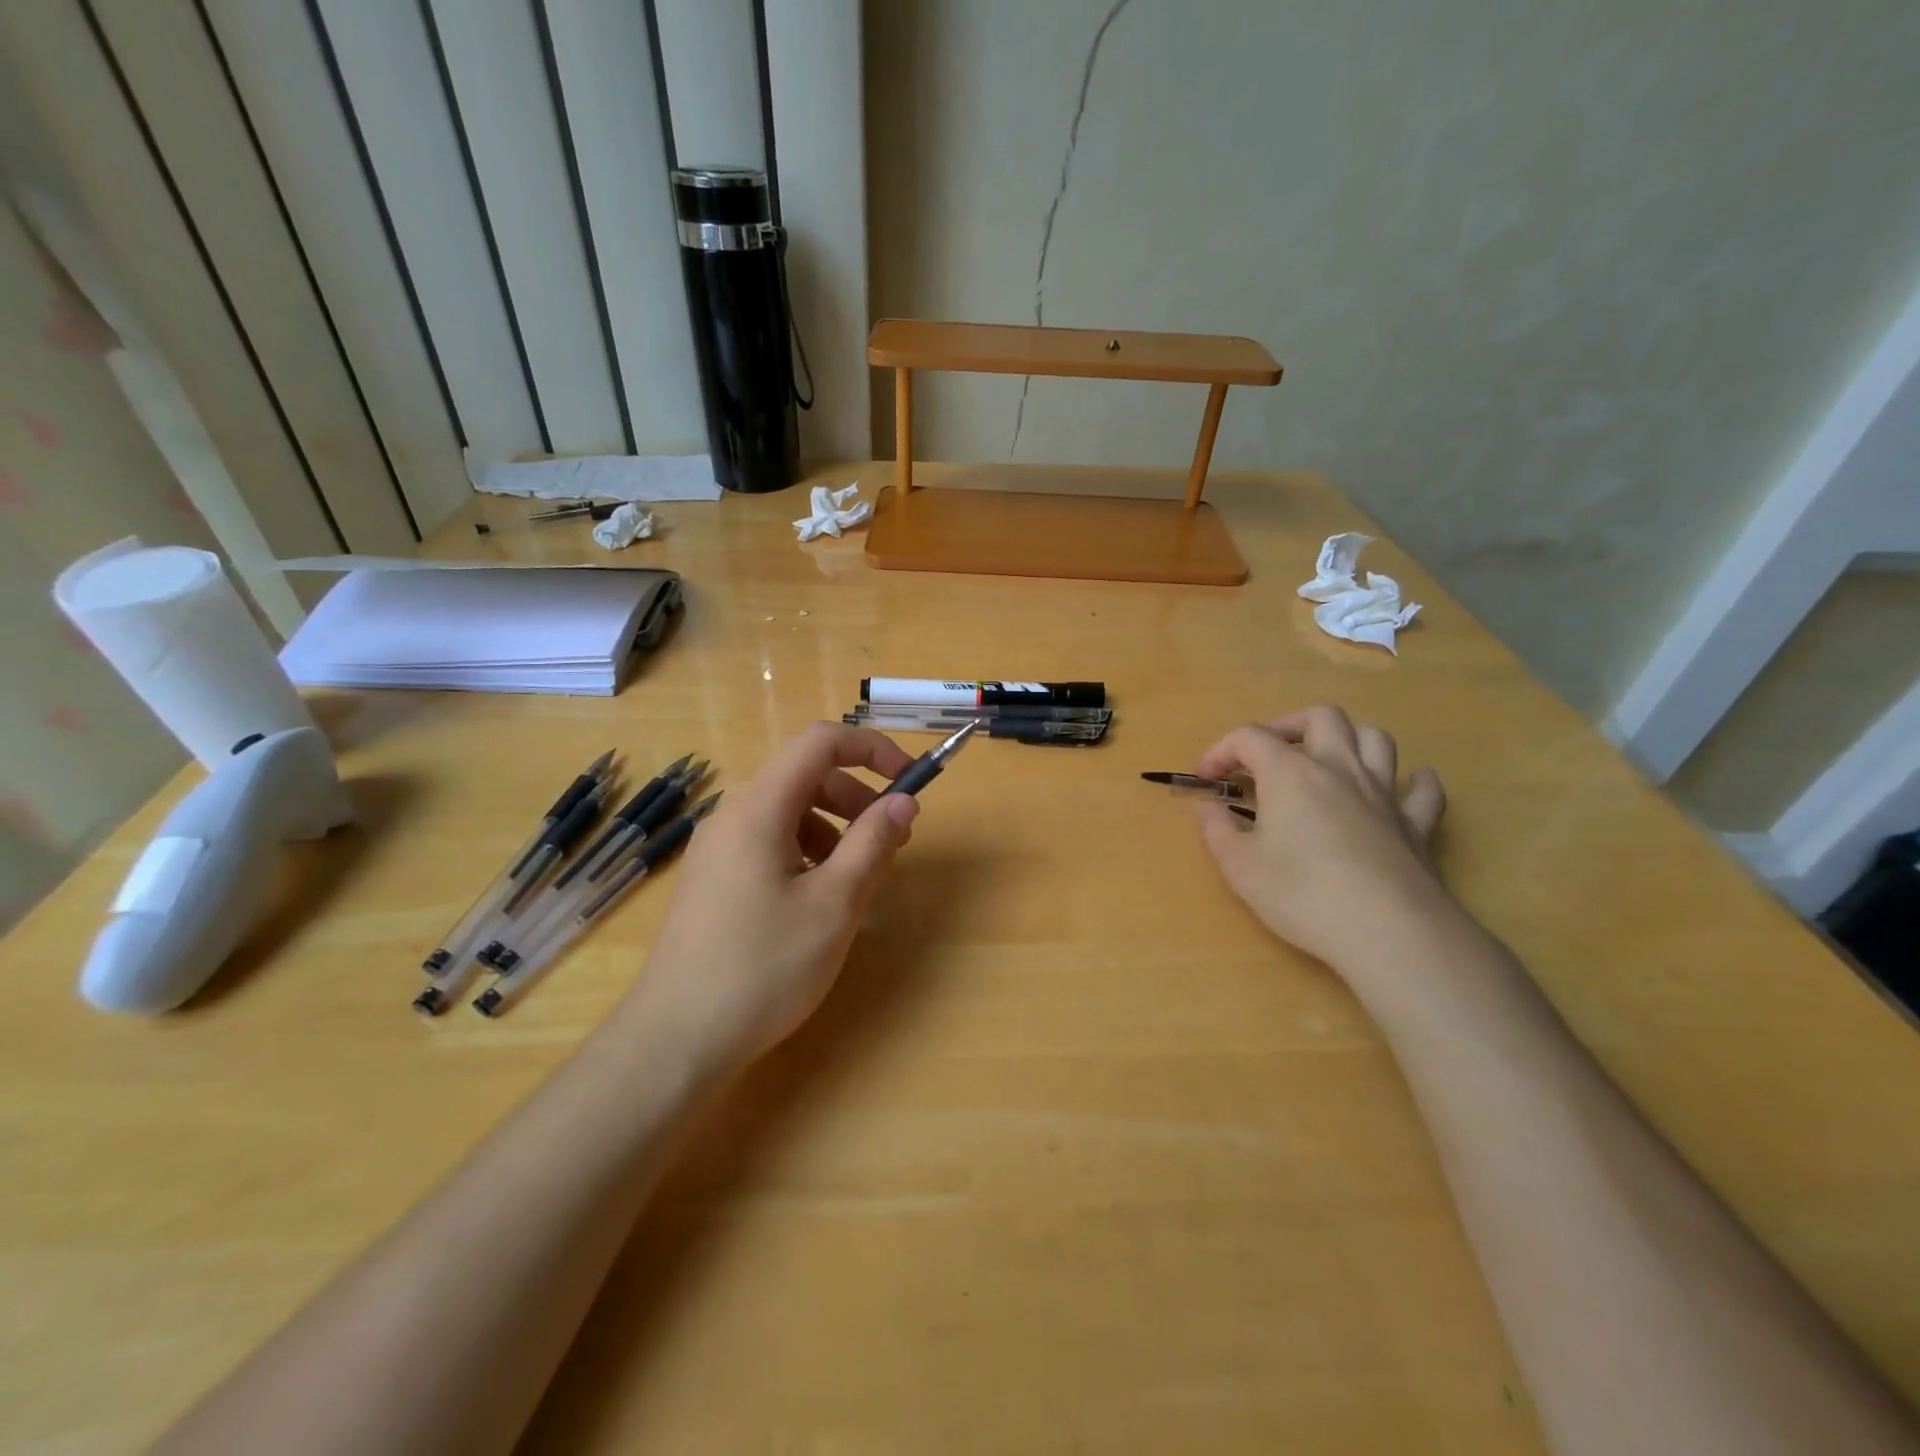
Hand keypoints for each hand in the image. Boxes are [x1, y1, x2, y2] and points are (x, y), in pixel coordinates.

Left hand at [625, 723, 919, 1077]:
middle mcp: (732, 817)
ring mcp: (717, 849)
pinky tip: (817, 901)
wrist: (676, 1041)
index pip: (820, 742)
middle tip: (893, 841)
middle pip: (805, 778)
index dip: (872, 749)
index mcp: (759, 809)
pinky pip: (769, 844)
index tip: (910, 781)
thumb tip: (903, 802)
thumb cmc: (762, 968)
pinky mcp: (713, 880)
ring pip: (789, 814)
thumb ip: (872, 844)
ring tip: (857, 879)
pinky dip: (806, 854)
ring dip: (834, 830)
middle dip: (857, 797)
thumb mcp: (833, 905)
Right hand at [1195, 707, 1450, 972]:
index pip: (1249, 738)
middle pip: (1320, 717)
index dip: (1221, 750)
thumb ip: (1217, 829)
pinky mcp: (1416, 824)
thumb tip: (1207, 807)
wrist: (1387, 931)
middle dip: (1288, 726)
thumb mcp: (1239, 866)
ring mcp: (1383, 793)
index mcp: (1290, 773)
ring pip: (1374, 739)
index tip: (1206, 779)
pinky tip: (1401, 787)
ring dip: (1348, 739)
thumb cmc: (1301, 894)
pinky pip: (1422, 789)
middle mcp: (1339, 768)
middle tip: (1267, 756)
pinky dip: (1411, 781)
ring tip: (1326, 761)